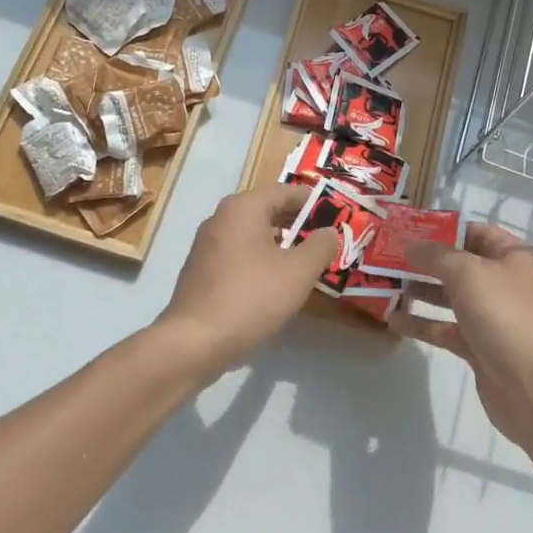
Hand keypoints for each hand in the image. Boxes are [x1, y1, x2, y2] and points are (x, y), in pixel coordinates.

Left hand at [158, 185, 340, 374]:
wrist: (194, 342)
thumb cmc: (251, 297)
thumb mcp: (298, 272)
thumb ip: (320, 246)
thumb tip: (330, 231)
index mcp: (243, 208)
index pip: (286, 191)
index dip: (314, 202)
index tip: (338, 218)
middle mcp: (221, 218)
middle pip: (268, 211)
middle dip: (299, 224)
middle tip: (327, 242)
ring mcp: (207, 245)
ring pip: (253, 235)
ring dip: (281, 245)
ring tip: (307, 264)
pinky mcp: (202, 271)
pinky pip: (239, 255)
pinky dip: (261, 261)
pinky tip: (276, 285)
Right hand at [389, 223, 532, 455]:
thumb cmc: (505, 316)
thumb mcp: (468, 273)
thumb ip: (435, 255)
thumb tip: (409, 244)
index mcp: (511, 257)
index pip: (474, 232)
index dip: (442, 229)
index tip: (406, 229)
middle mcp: (502, 283)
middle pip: (458, 265)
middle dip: (424, 260)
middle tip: (386, 256)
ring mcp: (490, 317)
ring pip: (448, 297)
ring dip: (419, 290)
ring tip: (383, 284)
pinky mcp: (477, 347)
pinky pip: (444, 328)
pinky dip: (421, 323)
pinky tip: (392, 320)